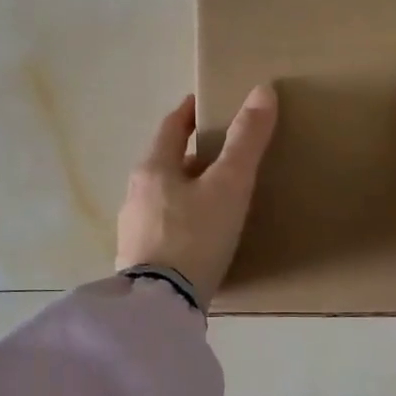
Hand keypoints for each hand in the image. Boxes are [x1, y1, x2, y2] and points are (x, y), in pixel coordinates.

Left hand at [116, 86, 278, 305]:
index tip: (202, 105)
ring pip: (163, 198)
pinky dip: (181, 221)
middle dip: (191, 157)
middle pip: (165, 164)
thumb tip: (263, 90)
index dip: (188, 114)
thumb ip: (246, 140)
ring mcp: (132, 229)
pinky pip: (162, 228)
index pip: (170, 128)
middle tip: (221, 156)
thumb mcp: (229, 186)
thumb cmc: (195, 236)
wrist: (162, 305)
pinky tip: (198, 237)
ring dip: (185, 191)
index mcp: (153, 169)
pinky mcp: (137, 260)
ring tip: (214, 198)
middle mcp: (135, 194)